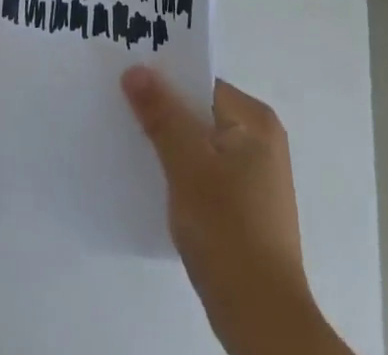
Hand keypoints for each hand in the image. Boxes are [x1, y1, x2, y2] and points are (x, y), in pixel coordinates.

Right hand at [121, 68, 352, 354]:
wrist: (263, 318)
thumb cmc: (227, 229)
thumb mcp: (187, 164)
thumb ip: (161, 113)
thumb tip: (137, 69)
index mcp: (255, 119)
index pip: (201, 83)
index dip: (165, 82)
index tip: (128, 86)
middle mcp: (262, 139)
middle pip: (202, 113)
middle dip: (166, 115)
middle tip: (124, 114)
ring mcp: (258, 176)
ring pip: (203, 145)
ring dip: (173, 147)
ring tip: (135, 148)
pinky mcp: (249, 208)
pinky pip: (209, 173)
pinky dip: (185, 175)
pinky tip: (160, 187)